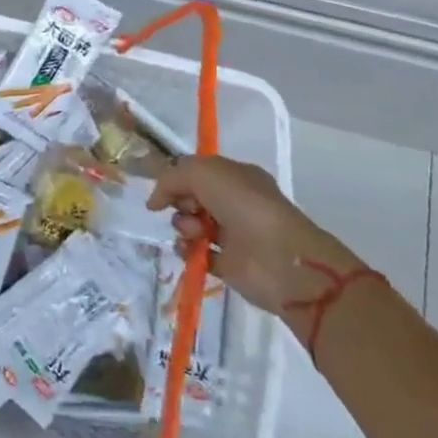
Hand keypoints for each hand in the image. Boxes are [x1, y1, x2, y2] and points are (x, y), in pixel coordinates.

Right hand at [148, 155, 363, 315]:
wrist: (281, 259)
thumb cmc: (245, 207)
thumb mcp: (205, 173)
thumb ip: (174, 176)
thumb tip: (157, 199)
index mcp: (237, 177)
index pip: (198, 172)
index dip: (177, 177)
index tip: (162, 190)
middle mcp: (236, 203)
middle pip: (192, 198)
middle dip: (180, 201)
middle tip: (187, 209)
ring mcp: (233, 234)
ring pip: (192, 225)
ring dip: (184, 226)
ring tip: (193, 233)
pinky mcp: (229, 265)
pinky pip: (198, 254)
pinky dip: (188, 251)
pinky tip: (189, 250)